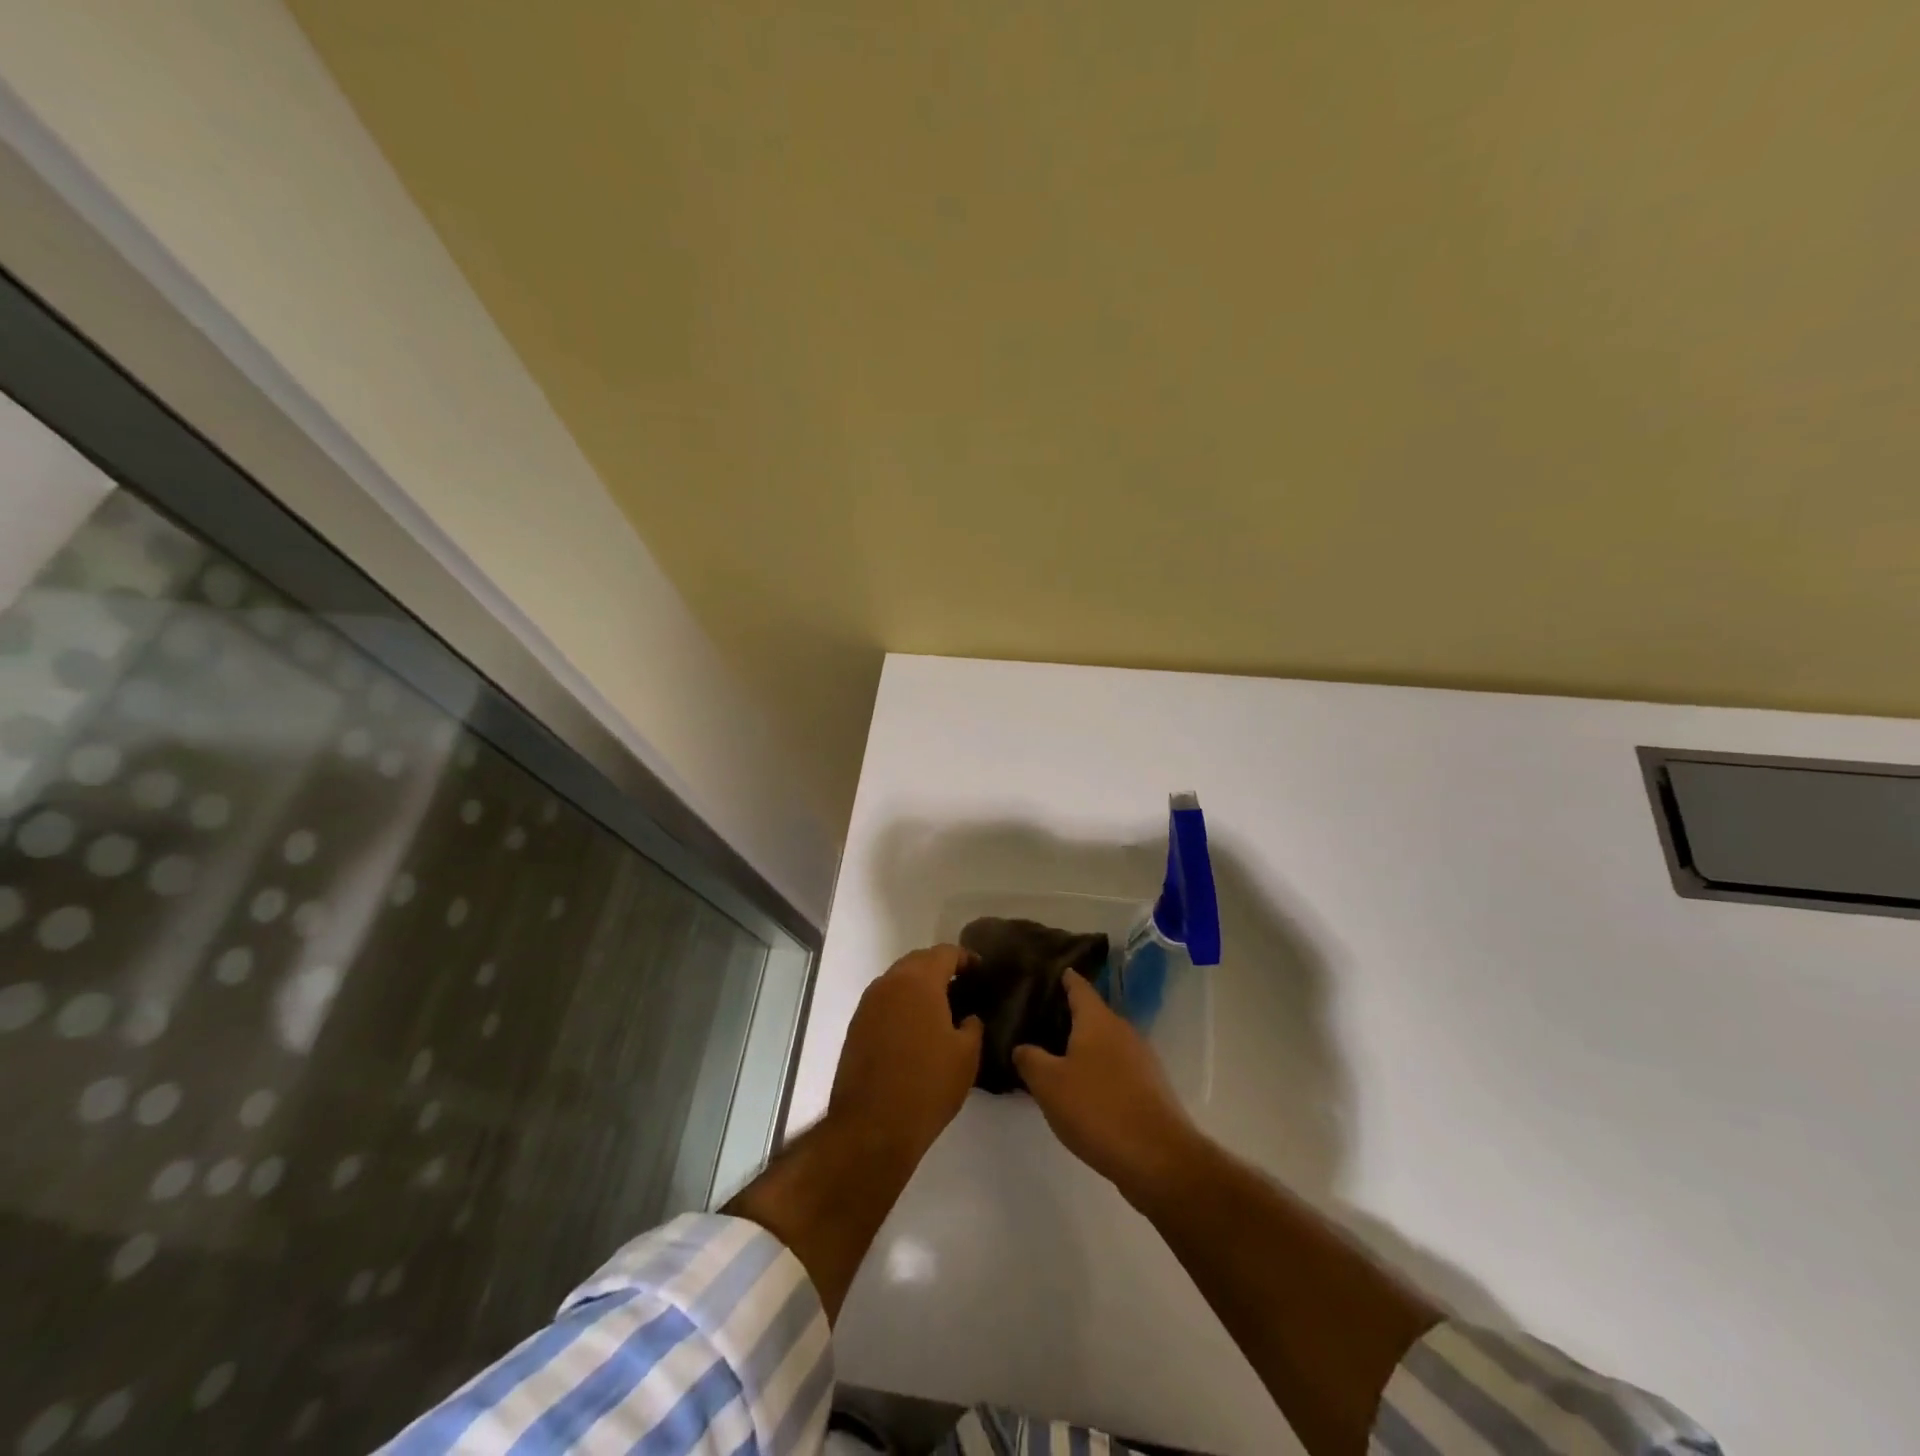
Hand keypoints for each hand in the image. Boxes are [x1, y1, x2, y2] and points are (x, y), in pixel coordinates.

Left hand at [828, 944, 983, 1161]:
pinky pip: (884, 1002)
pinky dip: (902, 1005)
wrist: (872, 1127)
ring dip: (918, 987)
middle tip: (962, 987)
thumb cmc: (927, 1085)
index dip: (966, 958)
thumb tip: (968, 1017)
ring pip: (898, 981)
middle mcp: (889, 983)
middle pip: (918, 962)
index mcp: (918, 981)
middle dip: (940, 969)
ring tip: (941, 1009)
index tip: (981, 971)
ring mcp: (868, 1004)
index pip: (945, 953)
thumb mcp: (966, 1055)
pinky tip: (915, 1029)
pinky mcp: (856, 1027)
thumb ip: (972, 1025)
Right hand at [1012, 971, 1197, 1199]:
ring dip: (1083, 1047)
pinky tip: (1083, 1091)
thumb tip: (1023, 1047)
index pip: (1078, 986)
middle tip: (1038, 1020)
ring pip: (1105, 1043)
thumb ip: (1030, 1059)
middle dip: (1068, 1016)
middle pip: (1092, 1014)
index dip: (1063, 977)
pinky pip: (1117, 1068)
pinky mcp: (1150, 1088)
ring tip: (1055, 1057)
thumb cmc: (1097, 1109)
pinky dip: (1099, 1071)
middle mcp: (1122, 1030)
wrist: (1158, 1158)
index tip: (1047, 971)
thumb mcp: (1048, 1084)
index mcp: (1098, 1019)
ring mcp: (1141, 1059)